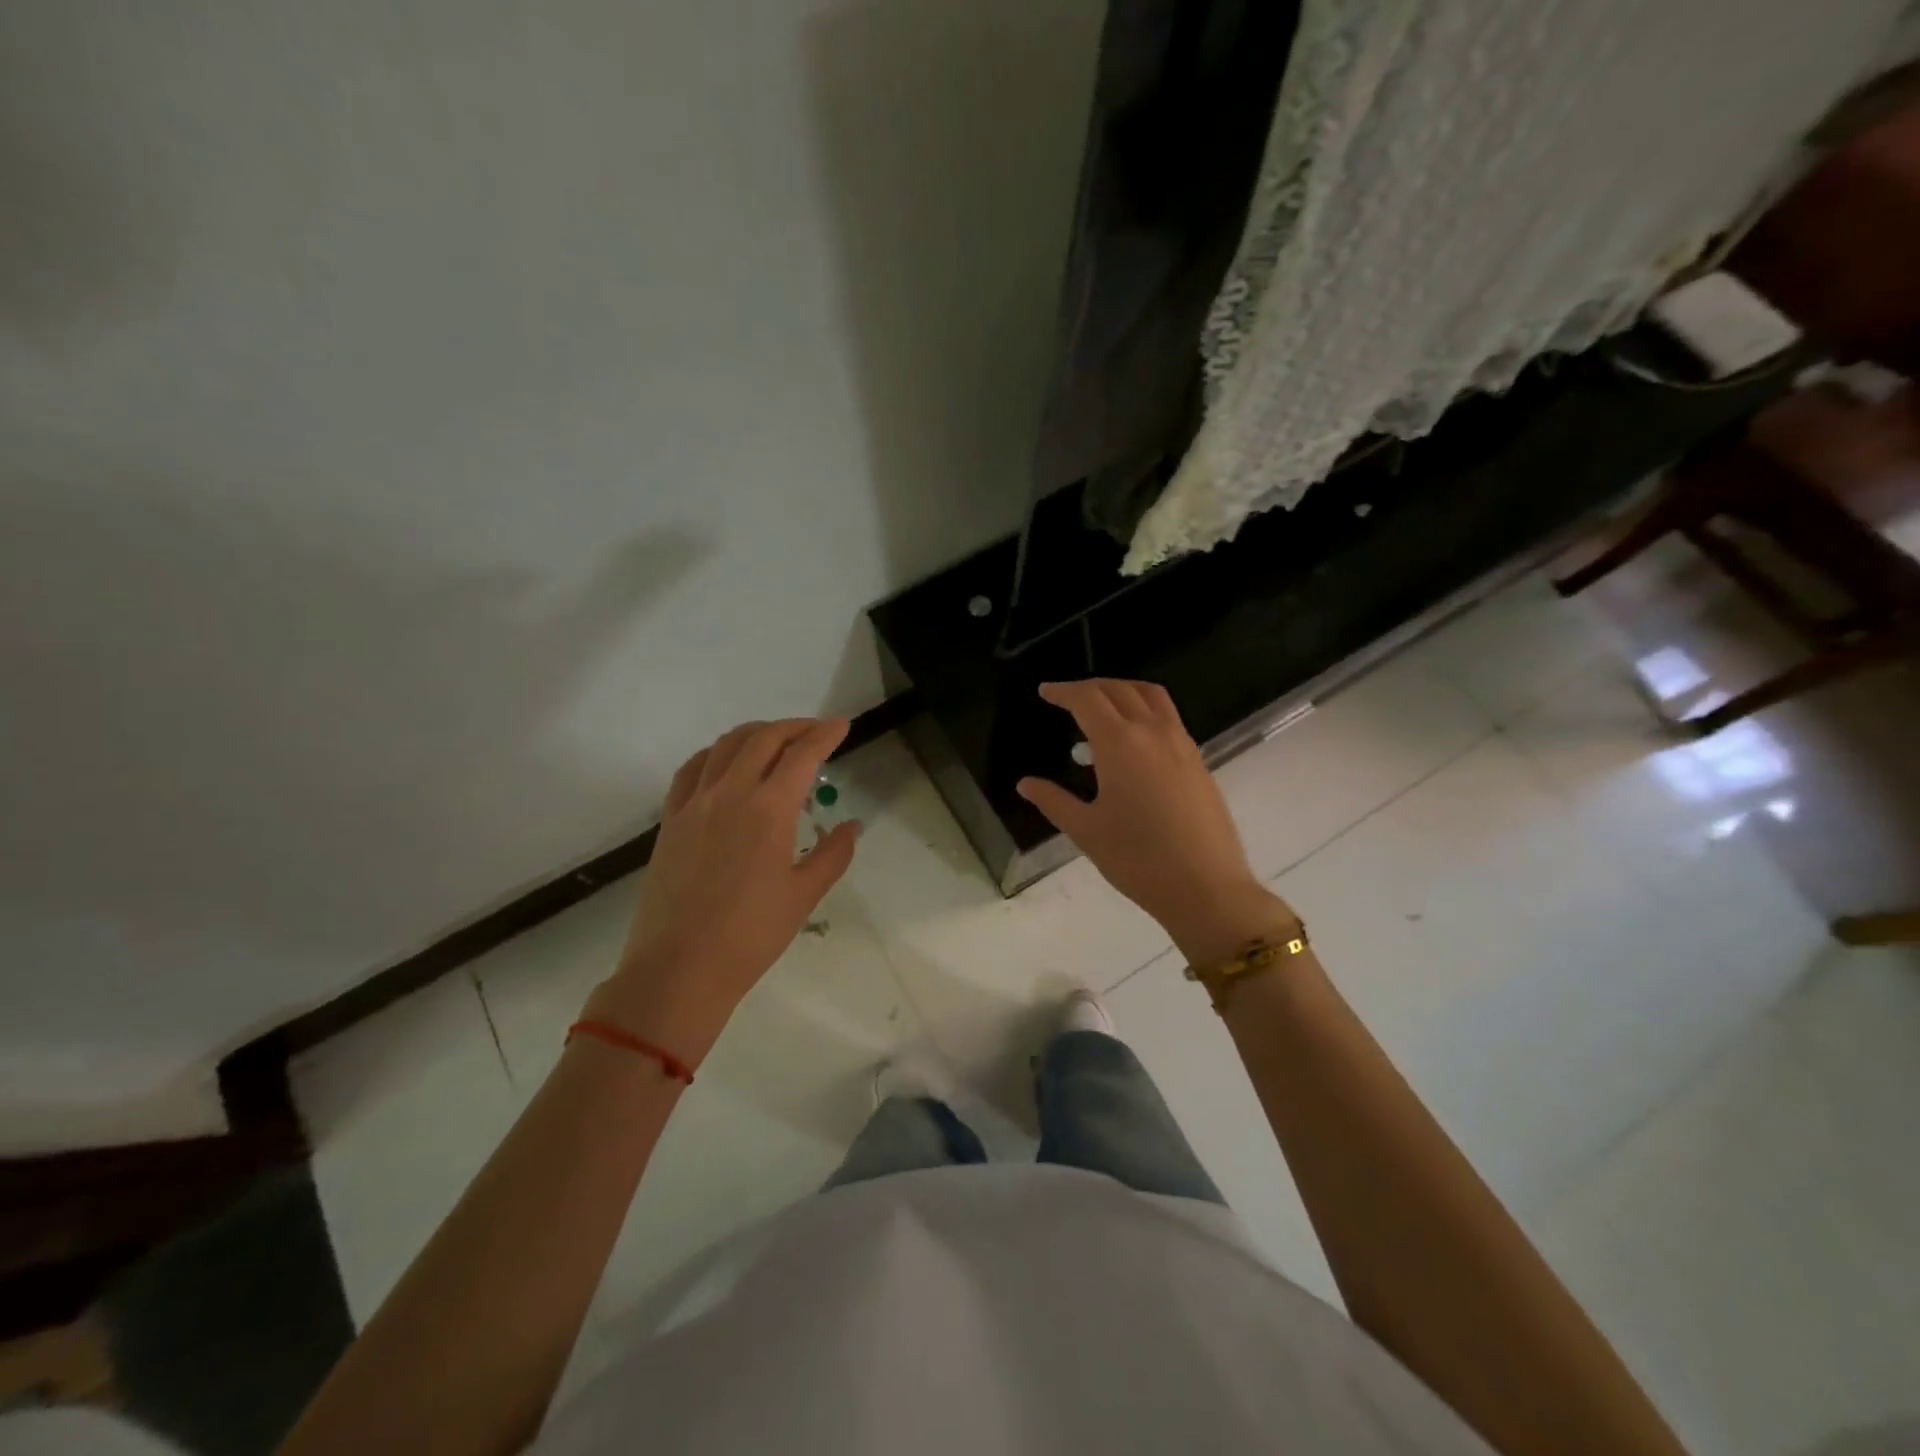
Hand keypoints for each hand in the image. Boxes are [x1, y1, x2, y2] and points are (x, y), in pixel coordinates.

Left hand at [586, 717, 860, 1064]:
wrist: (679, 968)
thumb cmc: (751, 935)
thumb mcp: (804, 895)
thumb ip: (833, 854)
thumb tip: (852, 826)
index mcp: (769, 809)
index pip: (803, 754)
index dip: (826, 734)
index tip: (842, 724)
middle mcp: (730, 793)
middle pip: (764, 738)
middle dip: (795, 727)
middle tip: (816, 732)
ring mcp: (695, 803)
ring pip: (726, 746)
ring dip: (756, 733)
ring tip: (776, 740)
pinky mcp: (671, 819)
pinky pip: (693, 769)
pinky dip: (716, 753)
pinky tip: (725, 763)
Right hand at [1016, 680, 1292, 964]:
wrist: (1205, 887)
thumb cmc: (1137, 859)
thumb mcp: (1086, 830)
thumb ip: (1053, 801)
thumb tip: (1025, 784)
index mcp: (1120, 743)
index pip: (1087, 699)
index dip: (1063, 691)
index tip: (1045, 692)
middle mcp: (1152, 732)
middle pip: (1119, 689)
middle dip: (1090, 687)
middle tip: (1067, 698)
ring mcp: (1181, 743)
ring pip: (1150, 696)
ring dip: (1122, 690)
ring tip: (1103, 707)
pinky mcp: (1198, 760)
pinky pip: (1168, 717)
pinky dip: (1145, 710)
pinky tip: (1133, 739)